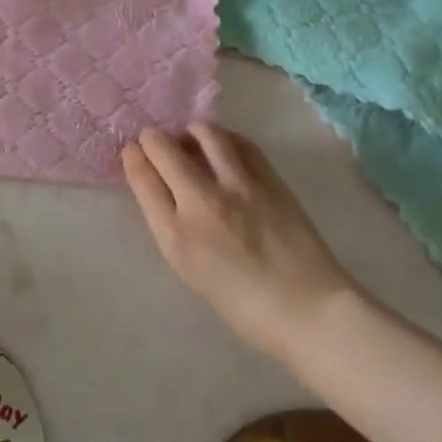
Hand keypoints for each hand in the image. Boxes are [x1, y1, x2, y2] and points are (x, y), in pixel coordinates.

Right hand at [122, 123, 355, 364]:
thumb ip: (167, 221)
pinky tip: (222, 146)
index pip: (141, 176)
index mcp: (176, 234)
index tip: (133, 152)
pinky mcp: (270, 179)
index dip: (133, 157)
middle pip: (163, 148)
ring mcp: (239, 186)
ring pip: (203, 134)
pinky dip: (223, 138)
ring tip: (190, 139)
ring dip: (189, 131)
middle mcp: (202, 202)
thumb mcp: (188, 266)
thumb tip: (155, 181)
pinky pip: (239, 142)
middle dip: (152, 139)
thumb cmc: (242, 300)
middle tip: (156, 142)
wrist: (308, 309)